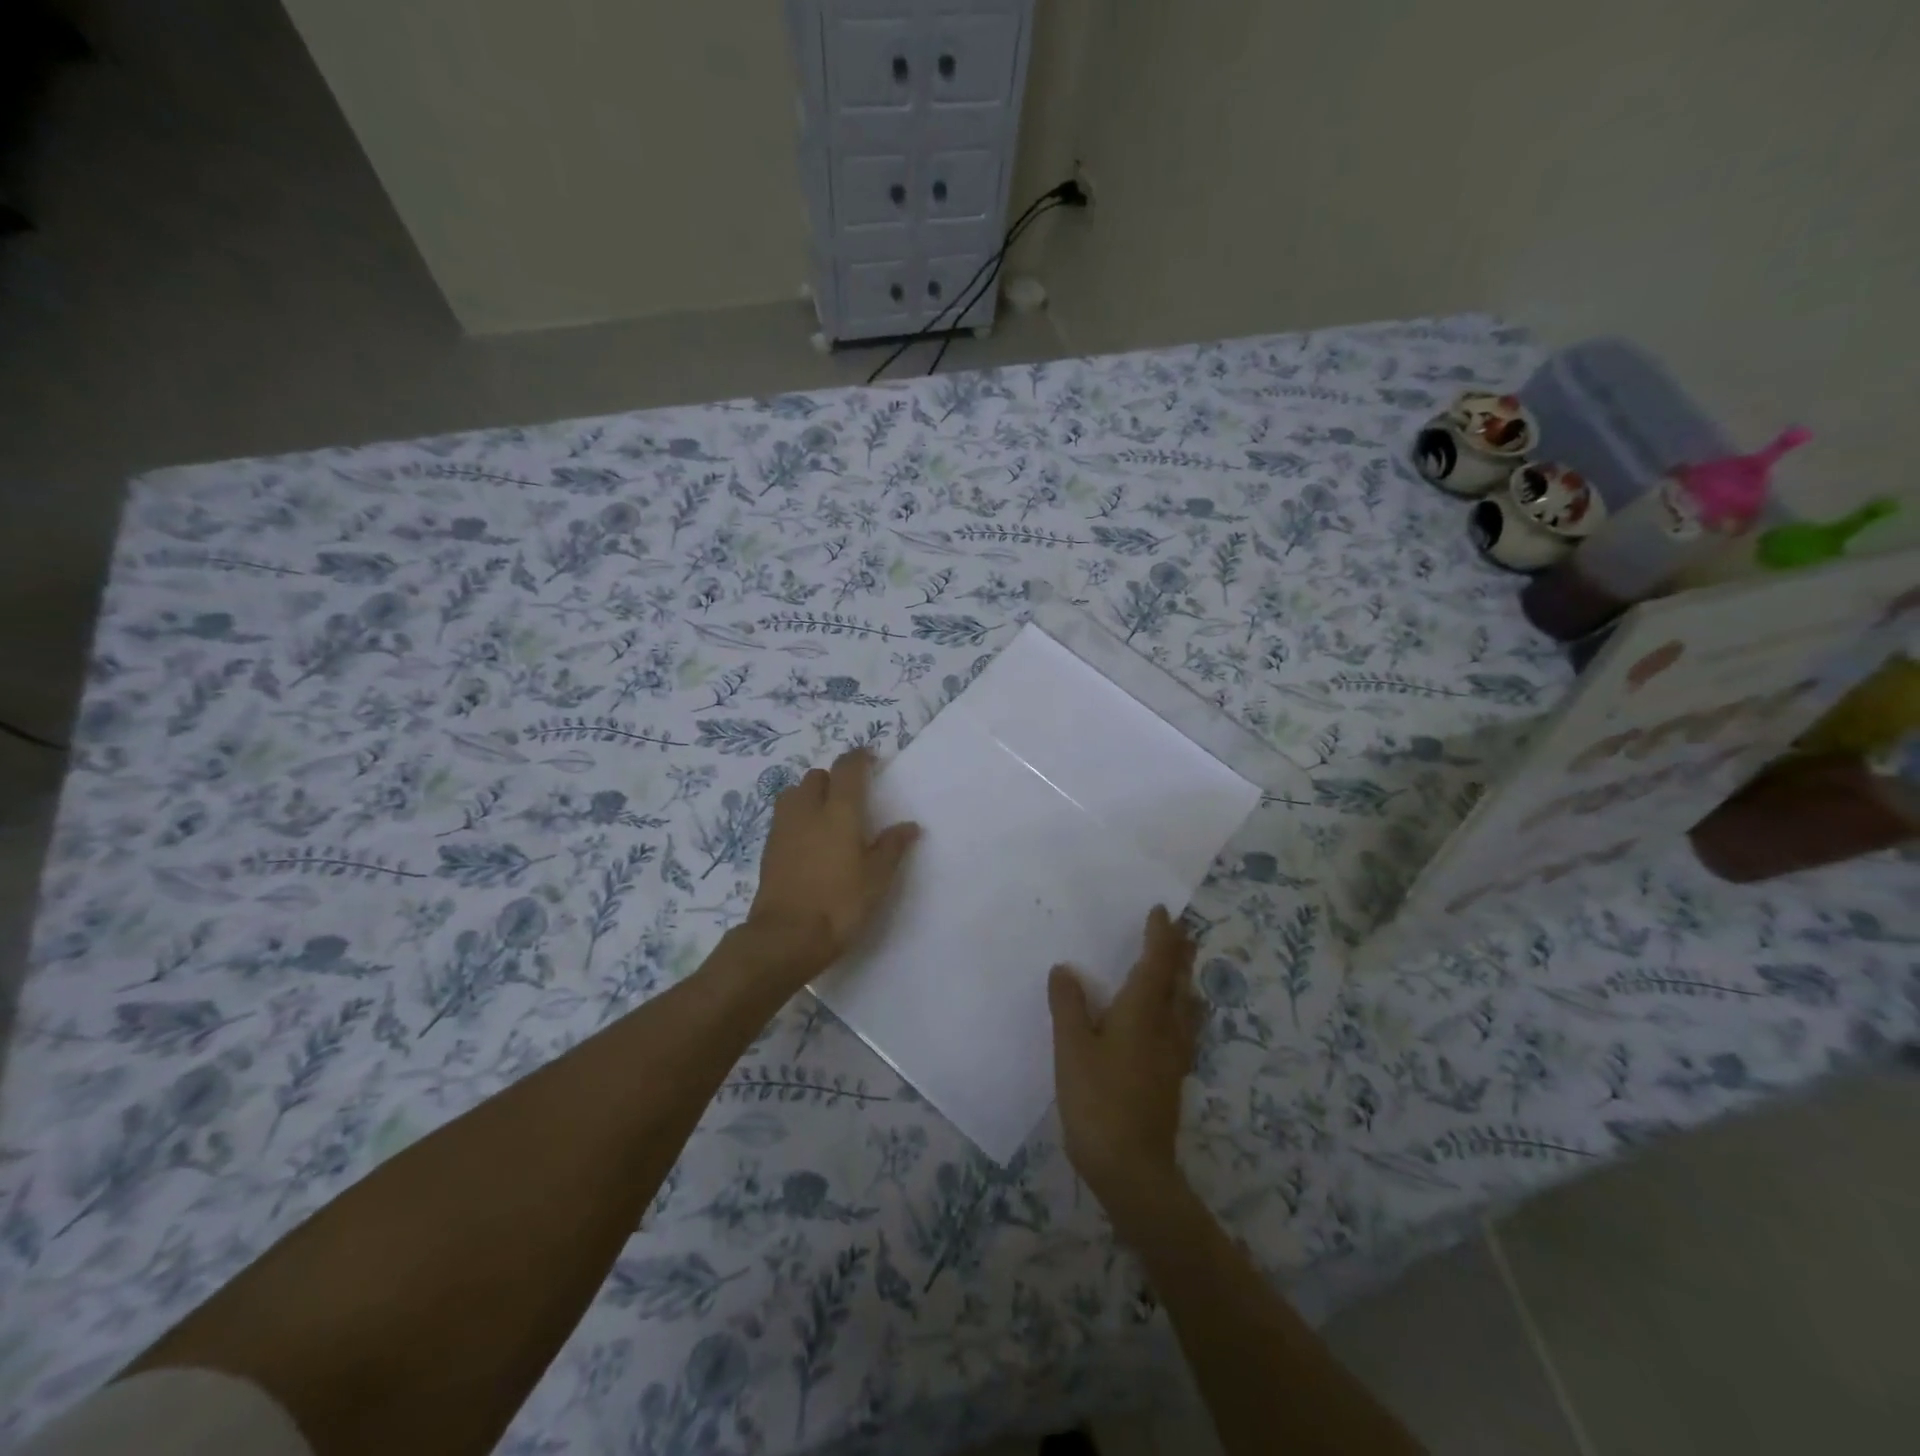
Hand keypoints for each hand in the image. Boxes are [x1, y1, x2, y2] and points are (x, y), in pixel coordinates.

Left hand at [747, 748, 919, 979]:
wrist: (786, 936)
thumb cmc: (840, 903)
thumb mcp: (877, 878)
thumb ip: (892, 847)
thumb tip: (909, 825)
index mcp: (839, 811)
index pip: (847, 769)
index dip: (859, 758)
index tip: (871, 759)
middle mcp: (807, 811)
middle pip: (816, 777)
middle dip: (833, 778)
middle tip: (850, 795)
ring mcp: (783, 829)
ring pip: (793, 793)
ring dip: (809, 794)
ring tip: (825, 814)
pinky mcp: (768, 849)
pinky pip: (784, 818)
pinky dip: (797, 817)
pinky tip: (809, 840)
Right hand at [1048, 906, 1200, 1208]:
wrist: (1133, 1170)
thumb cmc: (1098, 1101)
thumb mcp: (1072, 1049)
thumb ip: (1068, 1006)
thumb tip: (1065, 969)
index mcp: (1143, 1012)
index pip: (1157, 963)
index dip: (1160, 936)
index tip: (1163, 911)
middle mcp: (1166, 1027)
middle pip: (1180, 981)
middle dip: (1181, 953)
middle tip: (1182, 931)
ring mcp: (1175, 1055)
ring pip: (1188, 1007)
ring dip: (1186, 981)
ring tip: (1181, 970)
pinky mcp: (1173, 1078)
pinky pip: (1185, 1029)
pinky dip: (1183, 1010)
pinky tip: (1173, 1023)